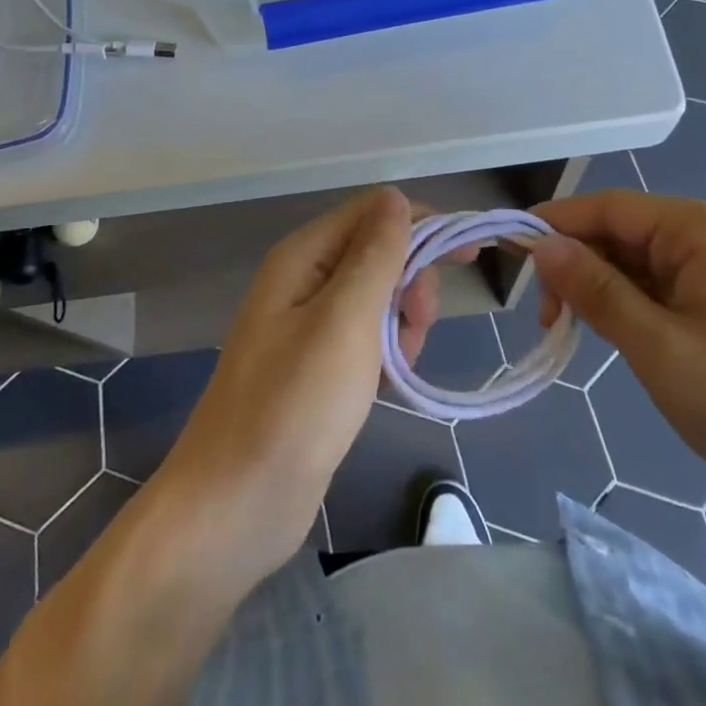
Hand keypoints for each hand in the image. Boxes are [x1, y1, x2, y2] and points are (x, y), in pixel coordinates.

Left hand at [156, 187, 415, 582]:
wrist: (236, 508)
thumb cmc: (294, 407)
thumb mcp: (345, 321)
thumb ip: (375, 255)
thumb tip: (396, 197)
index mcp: (303, 257)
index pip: (373, 213)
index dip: (423, 224)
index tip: (470, 253)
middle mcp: (303, 280)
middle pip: (378, 253)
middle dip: (411, 282)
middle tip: (418, 325)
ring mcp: (307, 326)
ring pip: (377, 299)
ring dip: (402, 323)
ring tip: (398, 366)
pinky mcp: (316, 368)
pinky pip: (366, 339)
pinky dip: (386, 354)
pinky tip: (388, 385)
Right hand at [532, 191, 705, 525]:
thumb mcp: (662, 351)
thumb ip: (597, 292)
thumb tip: (540, 245)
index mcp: (699, 228)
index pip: (607, 208)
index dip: (554, 225)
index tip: (507, 253)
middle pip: (619, 232)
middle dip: (576, 266)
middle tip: (547, 319)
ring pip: (634, 261)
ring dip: (599, 290)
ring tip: (573, 332)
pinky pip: (658, 285)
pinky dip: (627, 305)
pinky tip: (614, 335)